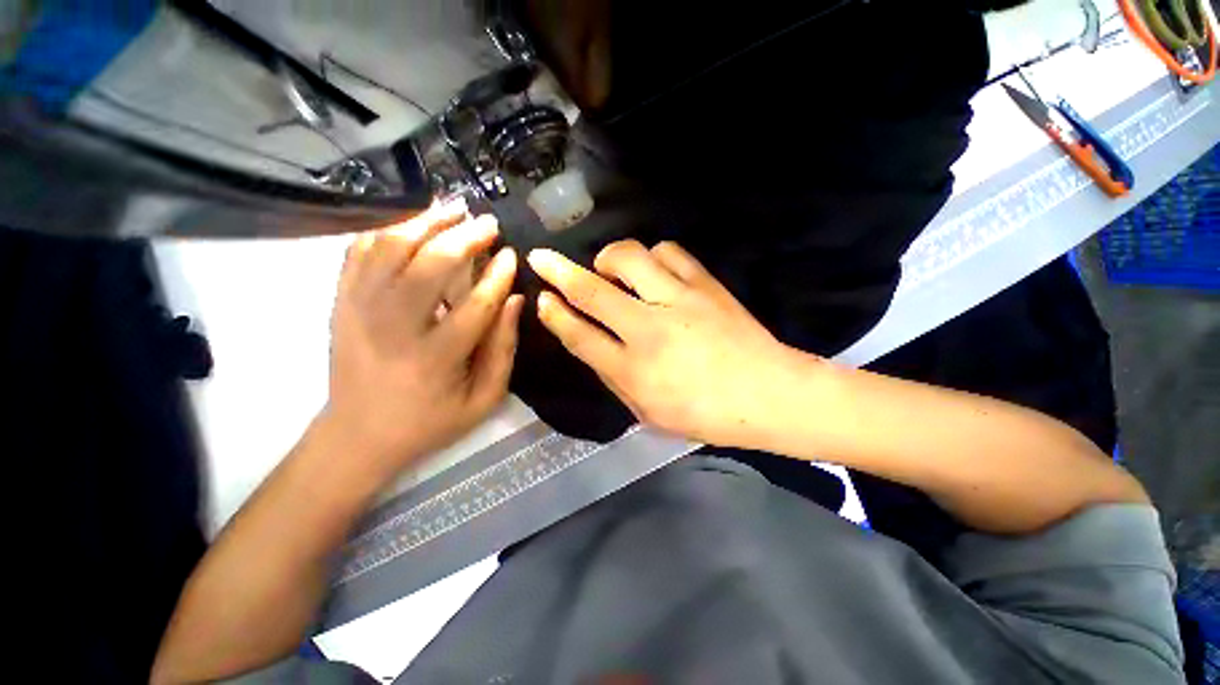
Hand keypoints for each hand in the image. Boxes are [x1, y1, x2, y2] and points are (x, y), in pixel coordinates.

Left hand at [325, 201, 523, 476]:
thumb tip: (515, 301)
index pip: (475, 304)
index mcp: (435, 358)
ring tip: (452, 210)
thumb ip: (503, 350)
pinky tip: (410, 223)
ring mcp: (358, 310)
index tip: (511, 254)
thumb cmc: (430, 421)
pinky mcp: (340, 303)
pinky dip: (385, 230)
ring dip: (424, 222)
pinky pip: (359, 252)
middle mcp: (392, 327)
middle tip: (487, 222)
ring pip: (389, 248)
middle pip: (428, 264)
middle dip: (463, 236)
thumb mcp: (483, 399)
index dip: (498, 275)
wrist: (358, 435)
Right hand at [528, 240, 808, 446]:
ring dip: (609, 258)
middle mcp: (648, 330)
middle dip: (558, 271)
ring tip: (609, 268)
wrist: (767, 394)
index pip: (580, 336)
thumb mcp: (648, 412)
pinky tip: (652, 270)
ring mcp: (678, 301)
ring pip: (629, 257)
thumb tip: (591, 343)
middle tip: (540, 257)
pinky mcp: (704, 284)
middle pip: (592, 291)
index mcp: (633, 370)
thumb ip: (615, 377)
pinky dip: (652, 256)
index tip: (541, 298)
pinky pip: (669, 252)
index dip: (555, 315)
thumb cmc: (705, 414)